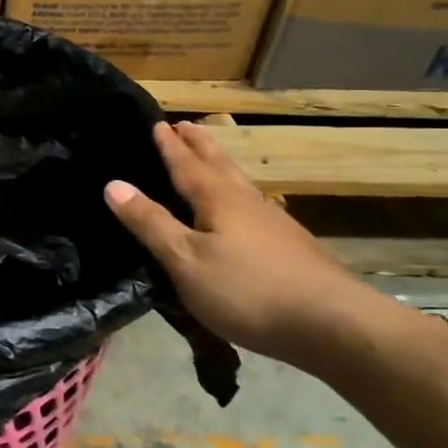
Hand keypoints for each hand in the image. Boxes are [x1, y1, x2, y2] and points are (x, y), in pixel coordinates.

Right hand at [106, 121, 379, 364]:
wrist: (332, 325)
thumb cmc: (247, 290)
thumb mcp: (185, 260)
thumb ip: (150, 223)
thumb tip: (114, 184)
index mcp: (218, 199)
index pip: (186, 164)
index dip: (169, 146)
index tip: (156, 123)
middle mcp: (247, 202)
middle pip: (219, 164)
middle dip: (199, 145)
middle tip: (185, 125)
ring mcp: (273, 223)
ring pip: (240, 182)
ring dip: (221, 164)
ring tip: (210, 156)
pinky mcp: (290, 246)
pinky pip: (253, 204)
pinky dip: (237, 193)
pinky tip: (243, 208)